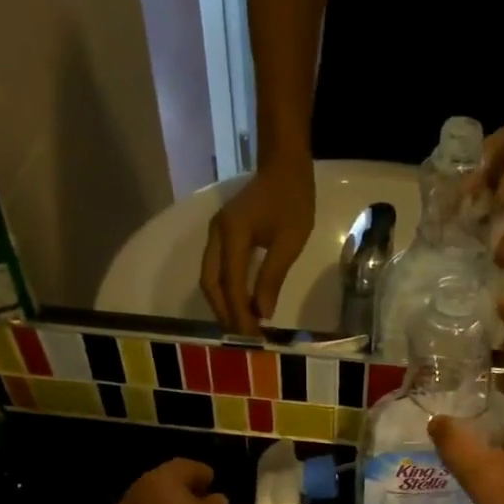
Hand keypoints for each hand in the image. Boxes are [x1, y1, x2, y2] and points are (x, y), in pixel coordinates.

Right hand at [200, 159, 314, 334]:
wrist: (284, 166)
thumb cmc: (293, 200)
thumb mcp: (289, 242)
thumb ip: (272, 278)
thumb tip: (261, 313)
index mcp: (233, 235)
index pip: (230, 284)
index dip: (238, 313)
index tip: (251, 337)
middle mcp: (216, 235)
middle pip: (210, 283)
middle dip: (225, 313)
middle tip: (243, 338)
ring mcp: (216, 234)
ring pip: (210, 277)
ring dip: (223, 304)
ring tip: (242, 327)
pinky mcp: (222, 236)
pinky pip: (216, 269)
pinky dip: (225, 291)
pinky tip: (241, 305)